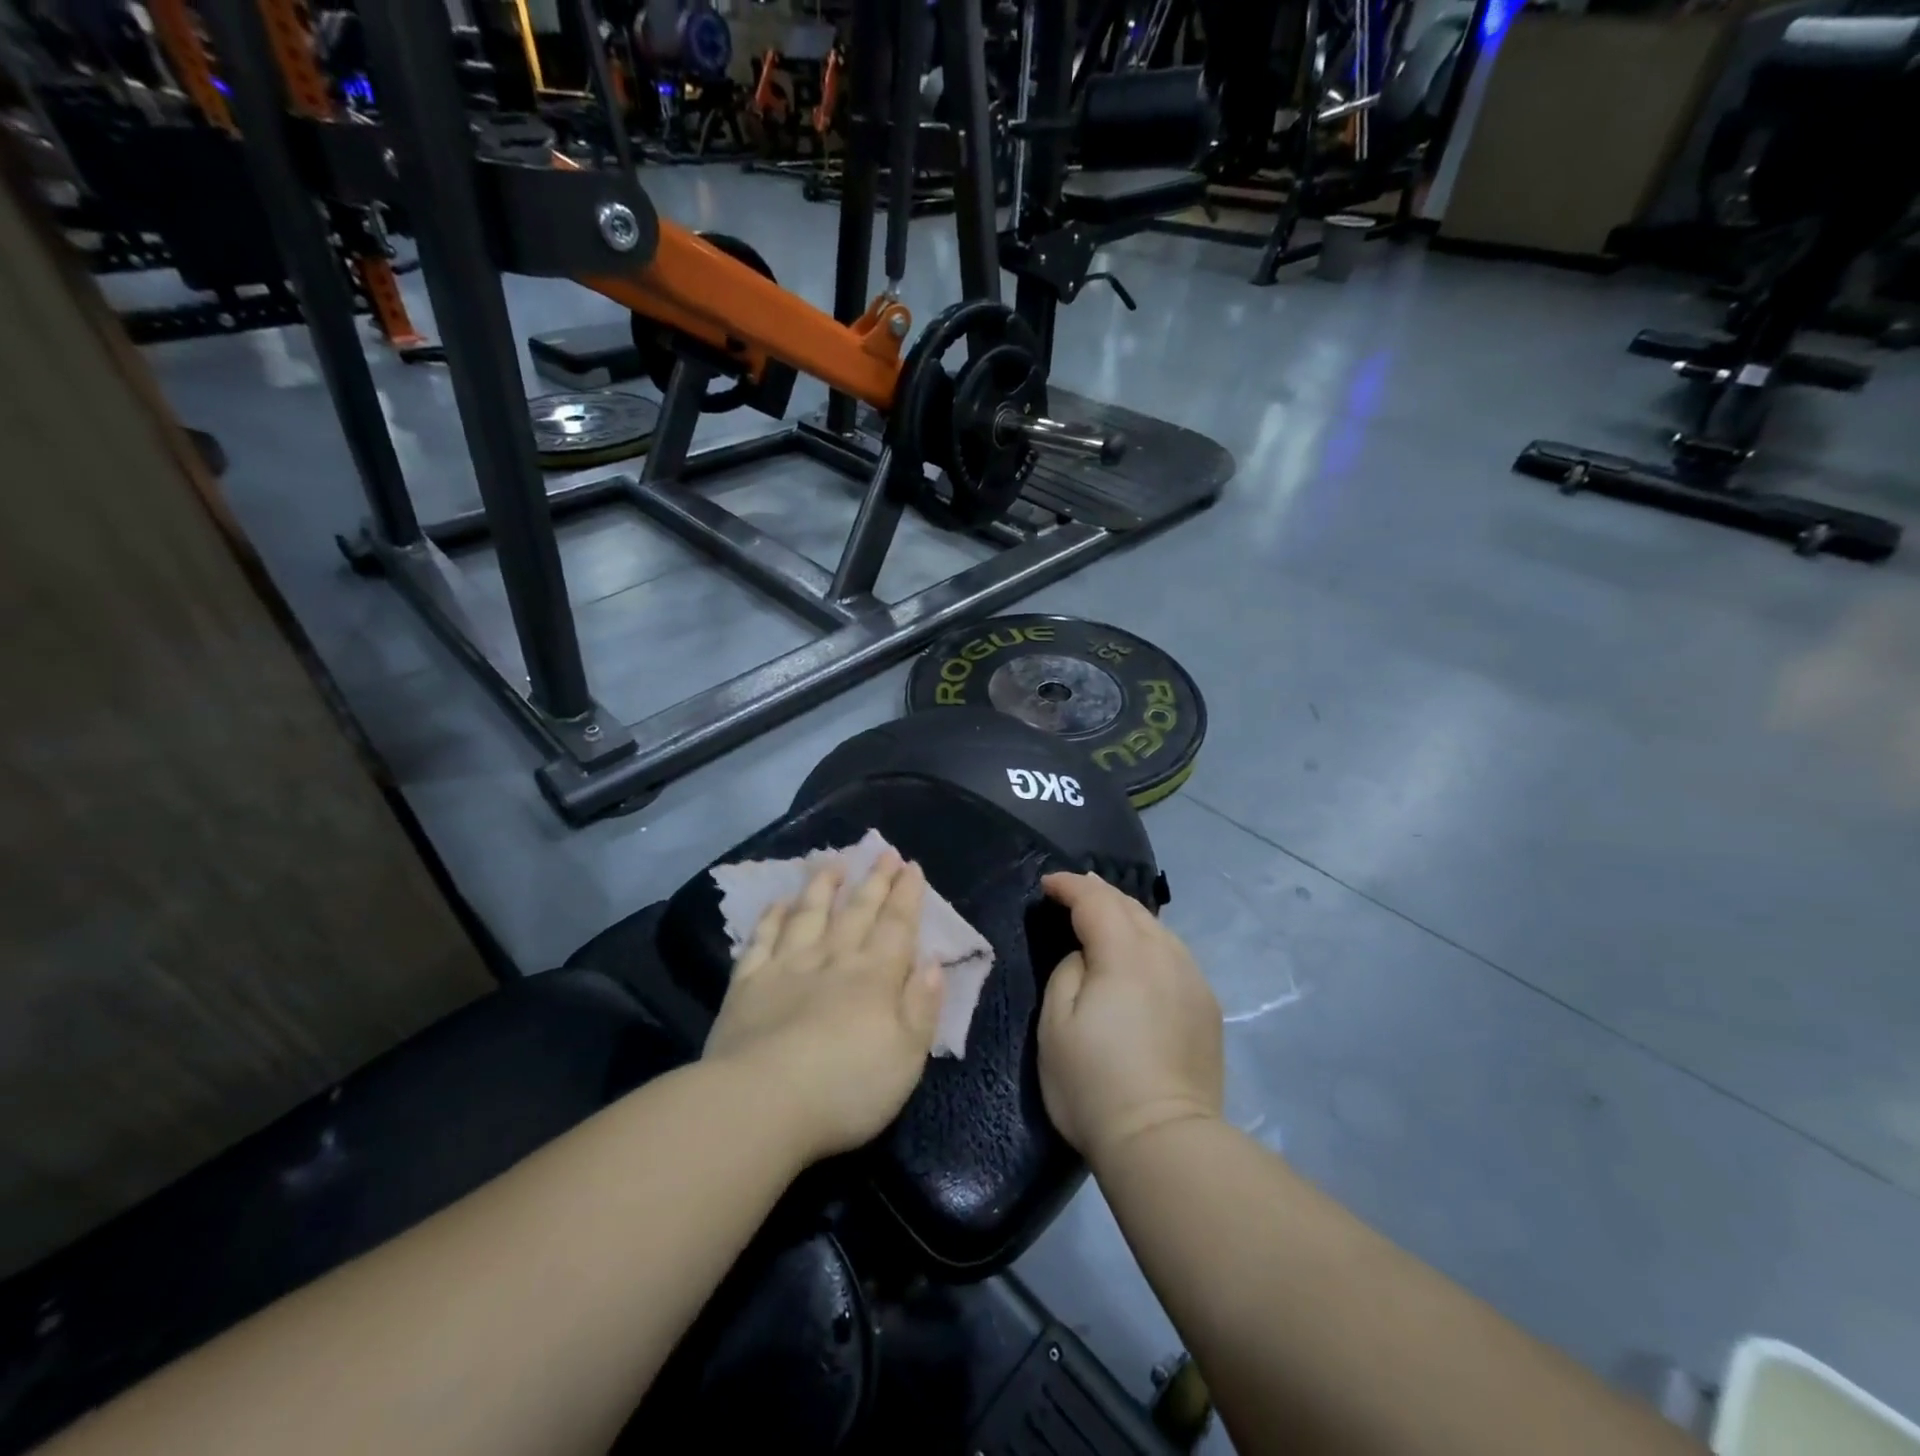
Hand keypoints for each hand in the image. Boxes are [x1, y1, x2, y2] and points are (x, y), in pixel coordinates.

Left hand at [704, 853, 945, 1165]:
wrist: (760, 1104)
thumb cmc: (845, 1088)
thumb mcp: (906, 1057)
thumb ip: (921, 1007)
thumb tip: (933, 964)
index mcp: (875, 977)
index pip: (896, 926)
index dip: (906, 895)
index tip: (911, 866)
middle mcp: (833, 960)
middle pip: (857, 912)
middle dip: (874, 881)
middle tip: (883, 853)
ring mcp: (786, 968)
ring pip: (809, 915)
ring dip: (823, 887)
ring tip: (833, 863)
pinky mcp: (747, 985)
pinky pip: (762, 940)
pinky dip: (771, 918)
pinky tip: (778, 903)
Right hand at [1037, 872, 1223, 1168]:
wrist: (1163, 1141)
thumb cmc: (1094, 1083)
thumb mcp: (1055, 1023)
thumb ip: (1068, 970)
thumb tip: (1087, 956)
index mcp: (1124, 954)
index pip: (1095, 900)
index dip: (1069, 886)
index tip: (1047, 885)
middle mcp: (1165, 955)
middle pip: (1130, 907)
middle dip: (1099, 894)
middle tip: (1074, 891)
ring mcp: (1193, 980)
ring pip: (1158, 929)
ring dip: (1127, 916)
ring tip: (1106, 917)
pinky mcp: (1207, 1007)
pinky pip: (1174, 955)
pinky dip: (1150, 942)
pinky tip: (1141, 956)